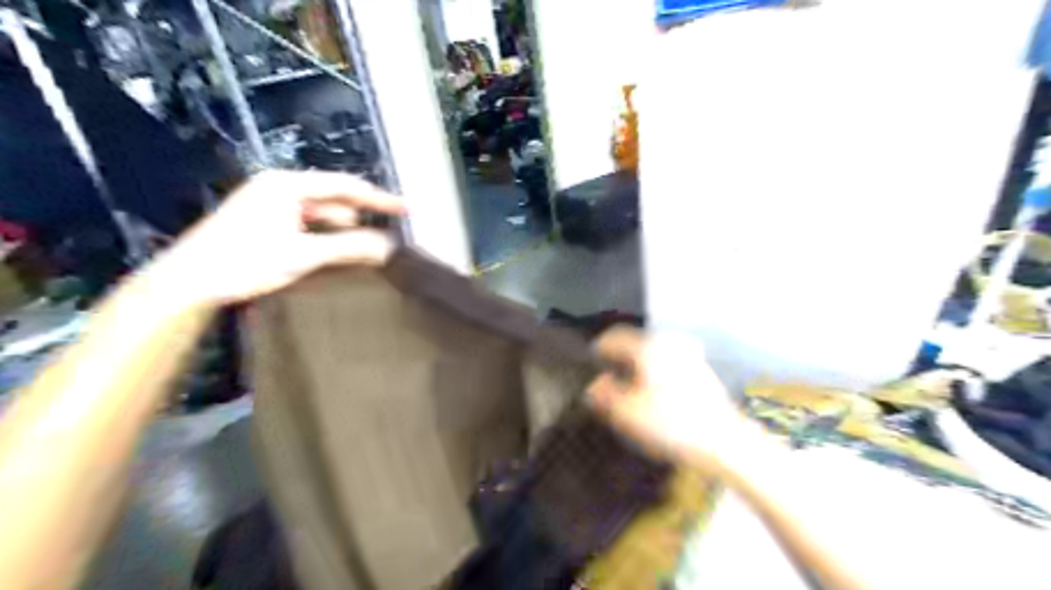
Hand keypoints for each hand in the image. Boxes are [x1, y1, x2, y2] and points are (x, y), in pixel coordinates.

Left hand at [162, 171, 405, 305]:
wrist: (189, 283)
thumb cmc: (244, 262)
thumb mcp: (303, 254)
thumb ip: (349, 247)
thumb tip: (388, 247)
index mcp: (288, 185)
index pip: (345, 187)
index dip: (379, 199)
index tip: (406, 209)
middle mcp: (281, 189)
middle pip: (335, 200)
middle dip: (362, 218)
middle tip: (390, 235)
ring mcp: (272, 205)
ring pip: (322, 215)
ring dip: (344, 232)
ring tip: (367, 250)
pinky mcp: (266, 222)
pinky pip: (309, 226)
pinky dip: (326, 238)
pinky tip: (338, 254)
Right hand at [583, 326, 746, 464]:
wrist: (724, 441)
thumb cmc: (670, 423)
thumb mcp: (626, 412)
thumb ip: (604, 394)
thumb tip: (595, 384)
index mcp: (648, 347)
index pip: (614, 337)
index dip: (599, 348)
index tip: (591, 362)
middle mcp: (669, 344)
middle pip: (635, 345)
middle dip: (620, 361)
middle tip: (609, 380)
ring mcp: (690, 357)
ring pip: (654, 356)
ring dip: (639, 369)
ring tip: (631, 391)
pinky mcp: (703, 373)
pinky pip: (670, 367)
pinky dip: (657, 376)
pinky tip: (656, 398)